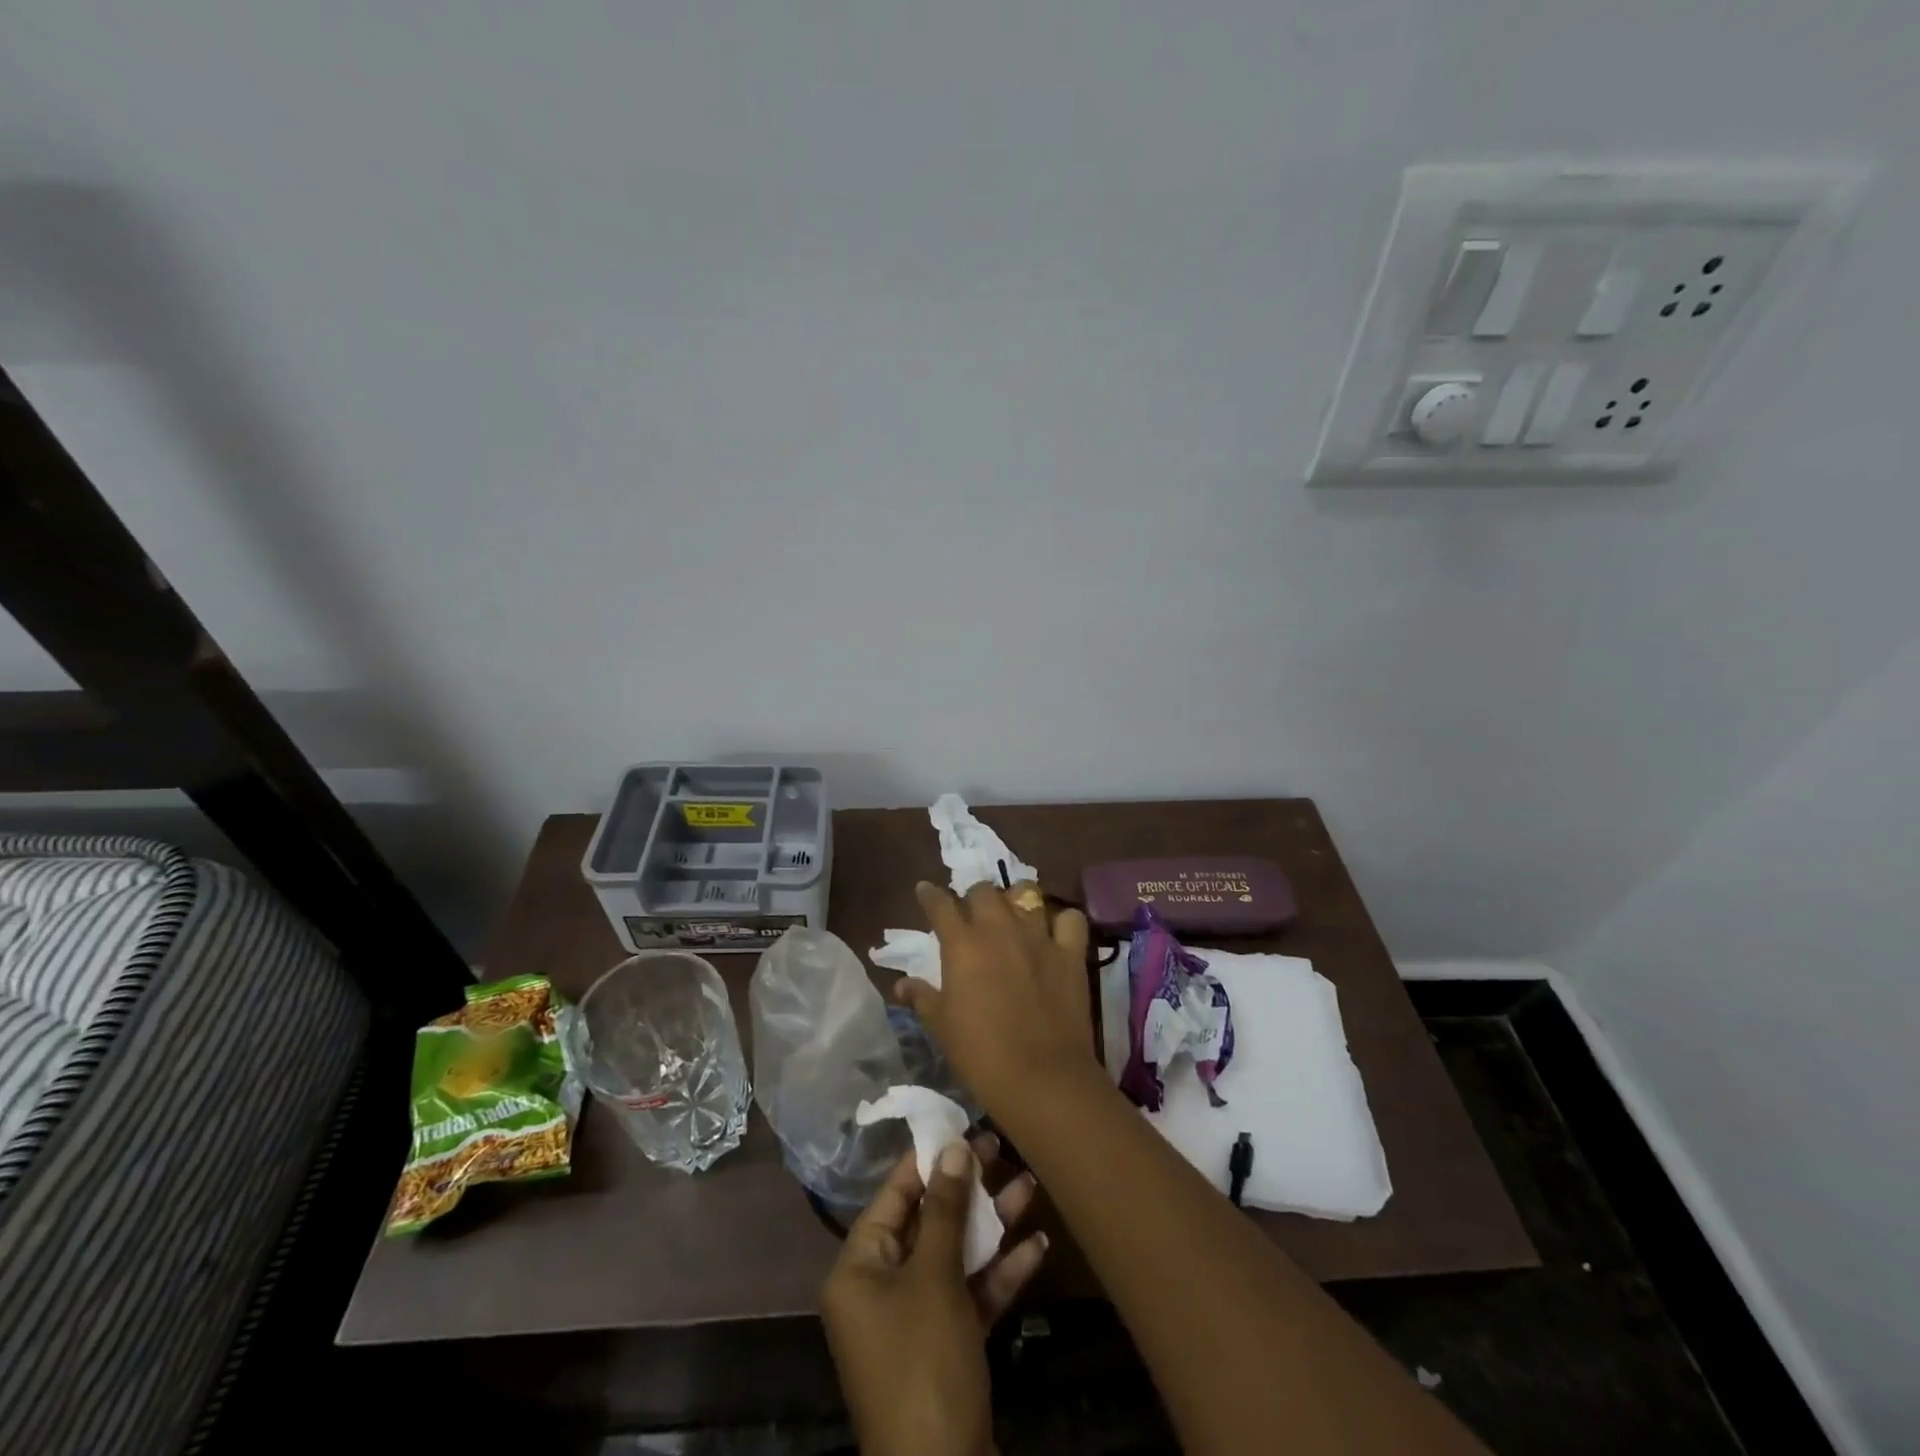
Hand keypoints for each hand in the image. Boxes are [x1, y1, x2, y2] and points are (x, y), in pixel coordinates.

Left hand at [822, 1133, 1047, 1455]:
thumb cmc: (924, 1362)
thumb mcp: (934, 1276)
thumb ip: (944, 1209)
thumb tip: (952, 1147)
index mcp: (859, 1268)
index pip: (893, 1196)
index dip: (926, 1160)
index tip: (959, 1125)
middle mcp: (880, 1290)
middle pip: (927, 1223)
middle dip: (967, 1190)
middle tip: (1000, 1148)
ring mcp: (915, 1322)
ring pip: (954, 1258)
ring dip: (992, 1227)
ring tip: (1030, 1186)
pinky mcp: (947, 1350)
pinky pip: (970, 1296)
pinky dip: (1000, 1274)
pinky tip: (1038, 1247)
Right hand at [895, 881, 1095, 1114]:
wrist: (1041, 1078)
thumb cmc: (980, 1054)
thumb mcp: (941, 1027)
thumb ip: (922, 997)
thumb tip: (901, 983)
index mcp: (962, 944)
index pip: (941, 905)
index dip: (930, 896)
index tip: (925, 891)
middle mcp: (999, 929)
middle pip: (984, 891)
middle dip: (974, 897)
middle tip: (973, 914)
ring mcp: (1038, 937)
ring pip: (1026, 893)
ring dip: (1016, 900)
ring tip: (1013, 915)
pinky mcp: (1070, 953)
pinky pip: (1070, 919)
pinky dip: (1062, 921)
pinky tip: (1056, 932)